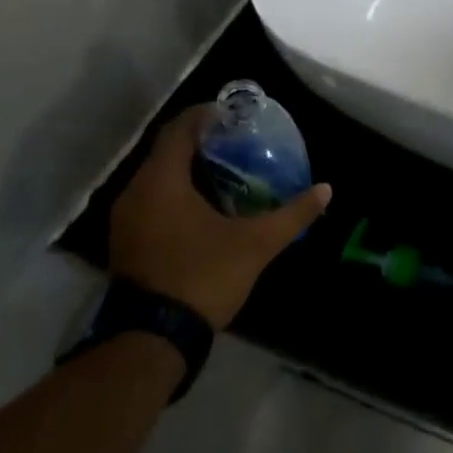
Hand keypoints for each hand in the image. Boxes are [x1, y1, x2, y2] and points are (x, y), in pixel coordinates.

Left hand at [108, 105, 331, 328]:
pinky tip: (204, 208)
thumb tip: (326, 190)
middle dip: (201, 143)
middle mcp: (136, 192)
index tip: (233, 114)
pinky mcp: (127, 242)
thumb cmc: (204, 276)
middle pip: (167, 152)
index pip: (179, 130)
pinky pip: (152, 202)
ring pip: (157, 179)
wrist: (153, 338)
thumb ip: (292, 214)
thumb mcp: (257, 243)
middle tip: (237, 143)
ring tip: (226, 172)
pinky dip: (176, 194)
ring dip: (187, 170)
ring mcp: (126, 220)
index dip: (205, 116)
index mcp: (162, 182)